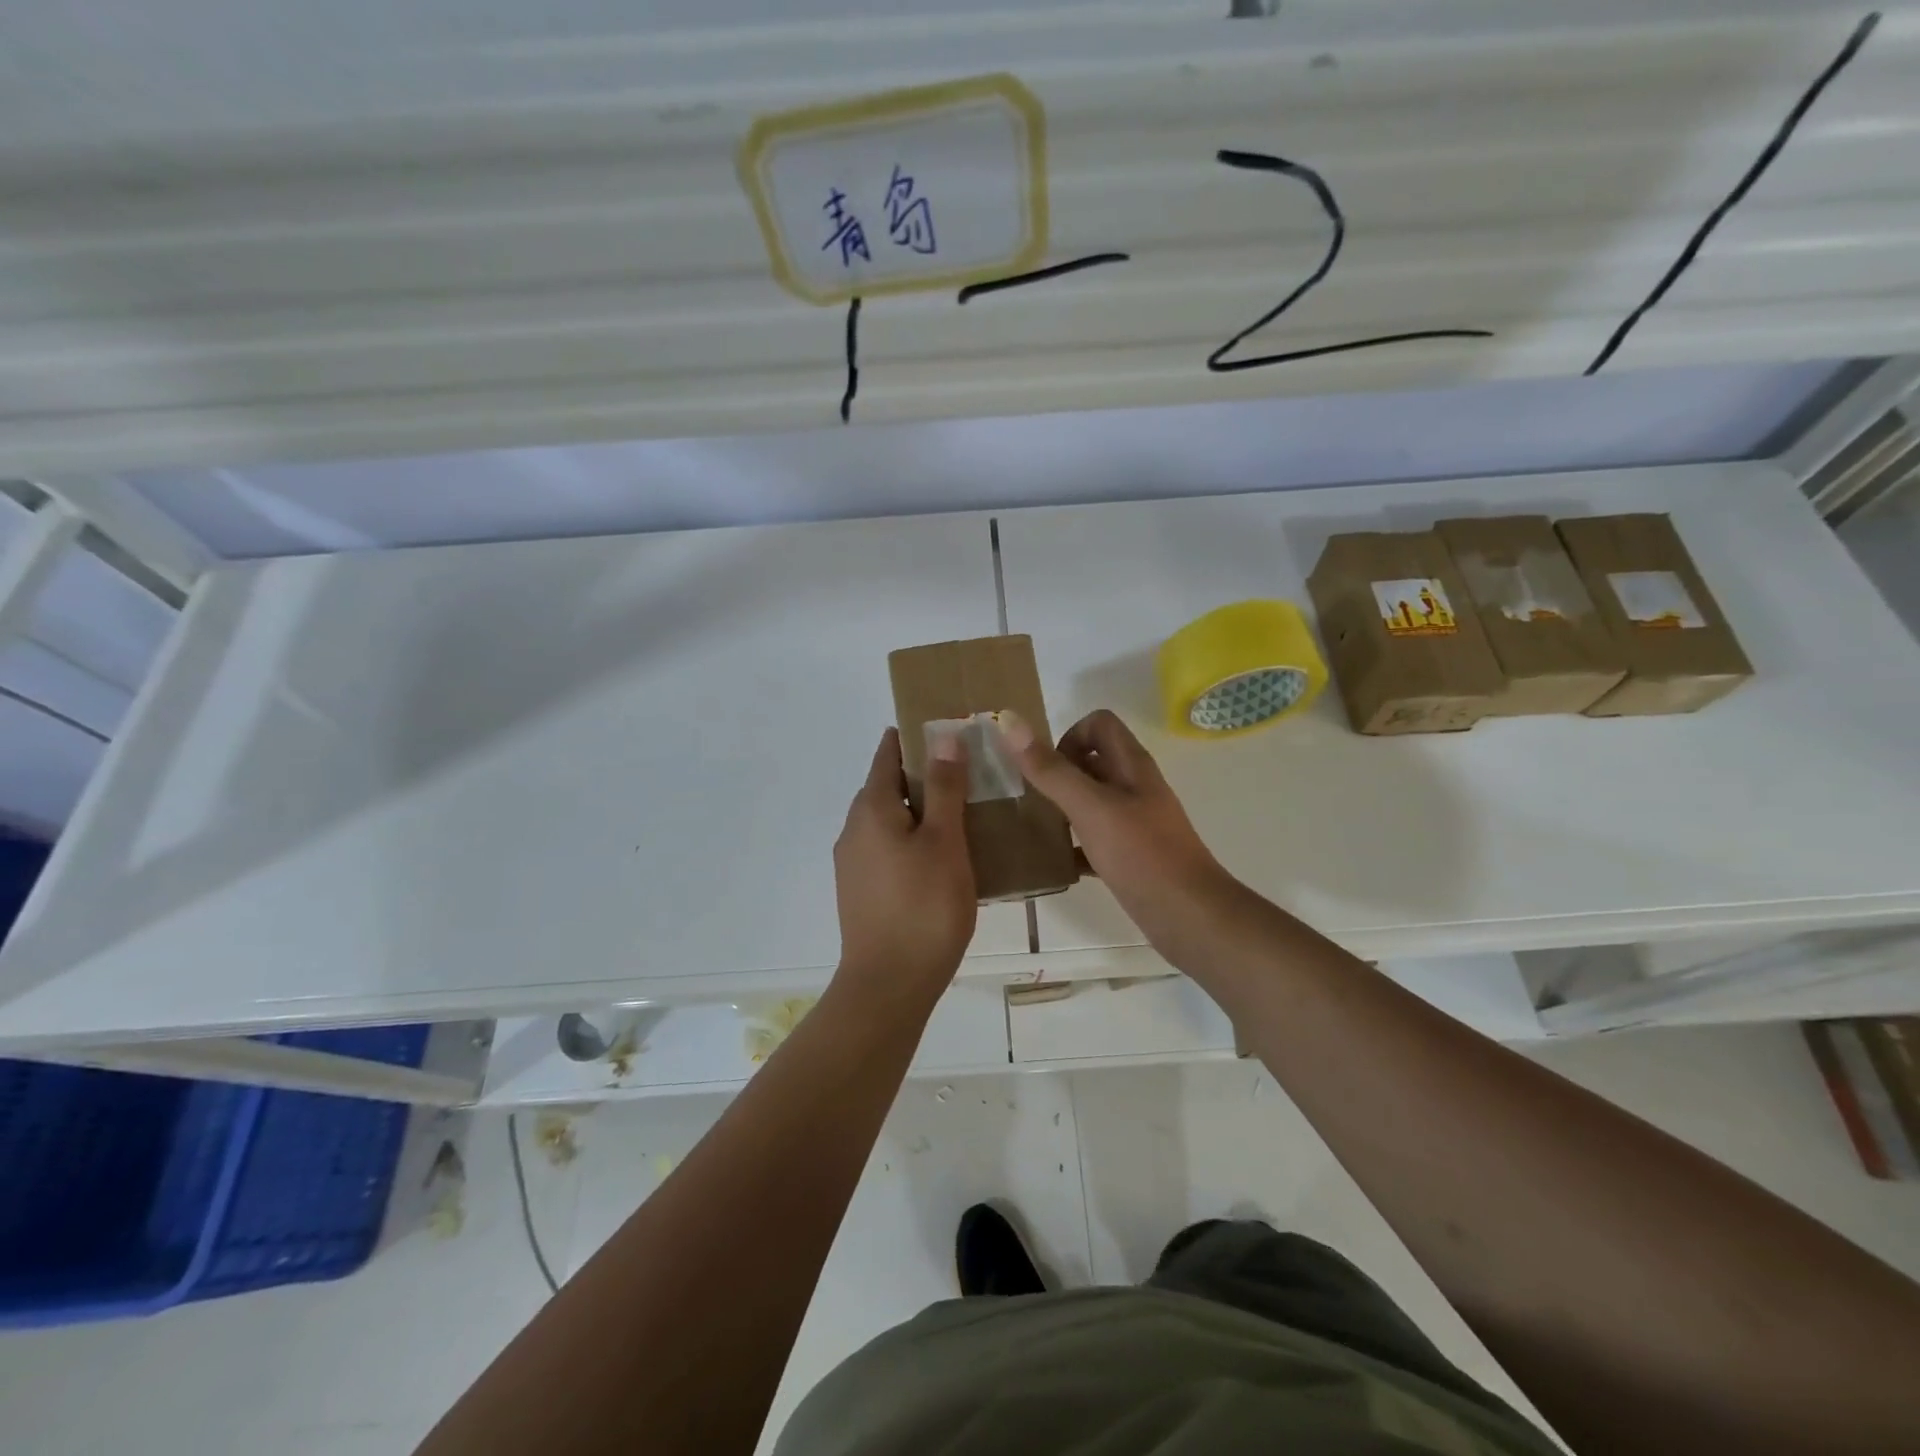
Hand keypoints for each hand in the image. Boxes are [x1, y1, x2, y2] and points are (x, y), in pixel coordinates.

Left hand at [832, 728, 977, 1010]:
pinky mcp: (860, 890)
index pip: (888, 754)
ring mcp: (853, 862)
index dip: (915, 738)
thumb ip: (944, 787)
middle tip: (967, 773)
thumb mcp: (944, 841)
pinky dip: (911, 839)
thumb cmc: (924, 906)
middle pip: (886, 786)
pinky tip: (941, 857)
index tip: (948, 731)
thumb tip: (943, 735)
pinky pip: (887, 848)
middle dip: (922, 775)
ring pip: (888, 820)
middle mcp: (853, 829)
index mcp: (870, 808)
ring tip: (962, 813)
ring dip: (918, 811)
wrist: (889, 985)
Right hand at [998, 709, 1234, 956]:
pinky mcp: (1131, 854)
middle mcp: (1134, 787)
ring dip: (1062, 808)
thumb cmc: (1142, 855)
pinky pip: (1094, 838)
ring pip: (1091, 800)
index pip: (1098, 724)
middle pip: (1092, 761)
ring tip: (1034, 828)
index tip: (1048, 771)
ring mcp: (1135, 822)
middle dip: (1057, 773)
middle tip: (1031, 799)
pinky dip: (1074, 844)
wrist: (1190, 916)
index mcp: (1131, 765)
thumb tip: (1010, 721)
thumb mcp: (1091, 808)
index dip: (1069, 737)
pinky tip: (1055, 862)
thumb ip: (1051, 770)